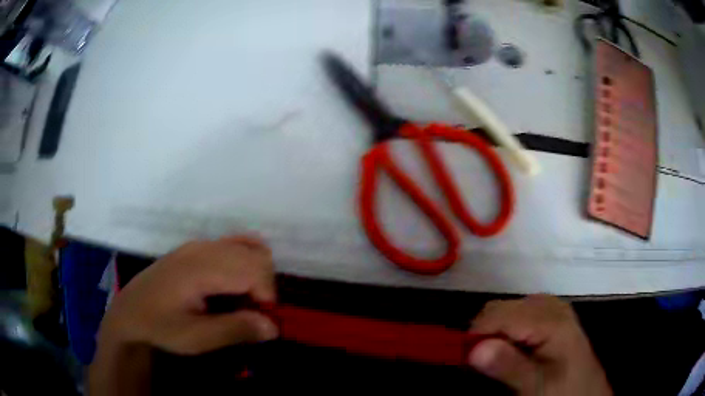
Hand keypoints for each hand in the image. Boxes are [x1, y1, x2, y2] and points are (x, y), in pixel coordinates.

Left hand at [89, 236, 278, 395]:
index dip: (267, 297)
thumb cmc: (160, 326)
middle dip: (263, 288)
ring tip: (243, 302)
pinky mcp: (195, 248)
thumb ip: (235, 330)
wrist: (130, 312)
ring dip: (256, 276)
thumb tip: (273, 327)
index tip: (259, 323)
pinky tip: (237, 281)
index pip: (254, 270)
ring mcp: (199, 245)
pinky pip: (233, 243)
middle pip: (256, 256)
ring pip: (248, 248)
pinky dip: (246, 259)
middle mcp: (203, 249)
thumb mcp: (195, 338)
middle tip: (250, 315)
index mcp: (201, 268)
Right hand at [468, 295, 611, 395]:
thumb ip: (509, 366)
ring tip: (494, 360)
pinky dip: (505, 331)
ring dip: (492, 334)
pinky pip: (517, 314)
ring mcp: (550, 307)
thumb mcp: (537, 386)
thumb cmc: (564, 390)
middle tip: (478, 364)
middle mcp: (549, 305)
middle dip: (482, 334)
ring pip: (505, 310)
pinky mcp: (550, 314)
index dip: (474, 336)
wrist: (586, 390)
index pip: (497, 315)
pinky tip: (511, 350)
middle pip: (499, 309)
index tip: (464, 362)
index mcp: (550, 320)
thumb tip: (473, 349)